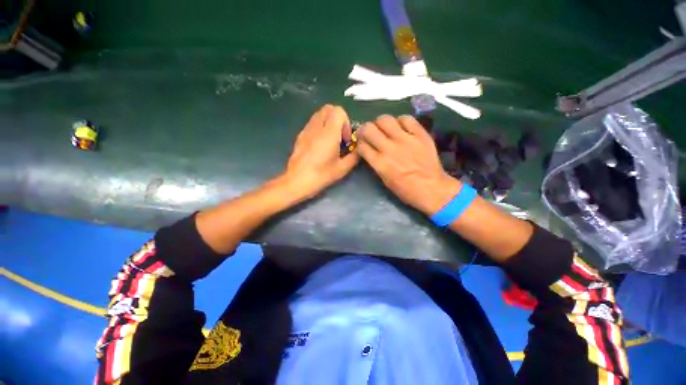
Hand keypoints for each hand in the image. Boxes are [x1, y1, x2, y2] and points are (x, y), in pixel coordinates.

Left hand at [282, 105, 358, 200]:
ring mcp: (306, 130)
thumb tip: (360, 149)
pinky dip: (320, 127)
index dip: (346, 122)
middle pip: (328, 108)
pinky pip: (312, 123)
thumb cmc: (321, 175)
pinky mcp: (300, 135)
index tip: (345, 138)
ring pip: (319, 114)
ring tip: (331, 140)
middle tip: (340, 136)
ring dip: (328, 122)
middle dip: (338, 119)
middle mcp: (316, 127)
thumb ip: (354, 156)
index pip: (338, 111)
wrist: (296, 181)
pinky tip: (320, 144)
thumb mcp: (342, 169)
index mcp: (328, 133)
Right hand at [356, 115, 461, 214]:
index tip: (363, 144)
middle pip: (369, 128)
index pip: (361, 145)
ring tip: (385, 128)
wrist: (432, 188)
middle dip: (365, 129)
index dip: (359, 143)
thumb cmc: (406, 190)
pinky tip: (401, 127)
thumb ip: (376, 163)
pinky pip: (406, 119)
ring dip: (380, 123)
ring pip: (385, 119)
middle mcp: (389, 148)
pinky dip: (400, 121)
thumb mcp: (385, 180)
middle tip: (369, 133)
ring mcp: (405, 139)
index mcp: (380, 163)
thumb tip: (371, 151)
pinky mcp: (420, 134)